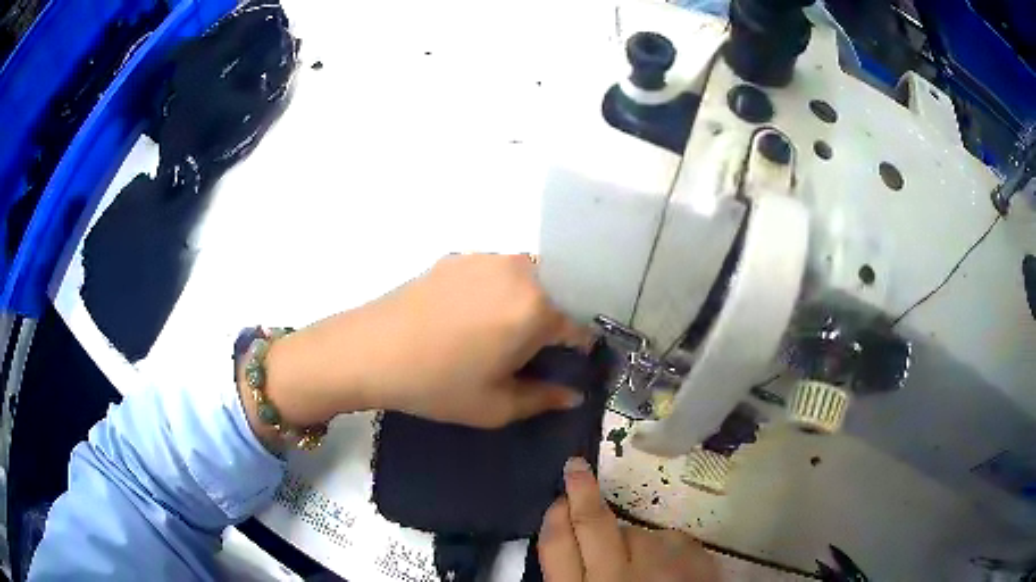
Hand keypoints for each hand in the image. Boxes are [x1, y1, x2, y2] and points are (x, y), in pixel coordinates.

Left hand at [255, 253, 591, 430]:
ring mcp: (486, 258)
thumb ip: (545, 399)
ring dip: (526, 302)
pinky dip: (498, 291)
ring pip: (527, 278)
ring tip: (498, 334)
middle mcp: (519, 271)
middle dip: (553, 321)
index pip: (579, 325)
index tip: (568, 365)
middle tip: (530, 352)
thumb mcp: (496, 406)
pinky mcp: (458, 257)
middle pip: (557, 294)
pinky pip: (496, 271)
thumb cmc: (438, 384)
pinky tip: (469, 317)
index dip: (578, 349)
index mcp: (536, 308)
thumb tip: (574, 395)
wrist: (369, 350)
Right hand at [538, 458, 719, 581]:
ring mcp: (659, 567)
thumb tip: (572, 547)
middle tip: (575, 468)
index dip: (554, 519)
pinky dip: (667, 550)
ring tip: (644, 571)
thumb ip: (577, 580)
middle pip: (592, 524)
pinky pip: (671, 538)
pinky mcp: (695, 560)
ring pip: (636, 533)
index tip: (557, 499)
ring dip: (634, 543)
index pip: (556, 548)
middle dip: (581, 493)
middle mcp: (616, 577)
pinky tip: (671, 571)